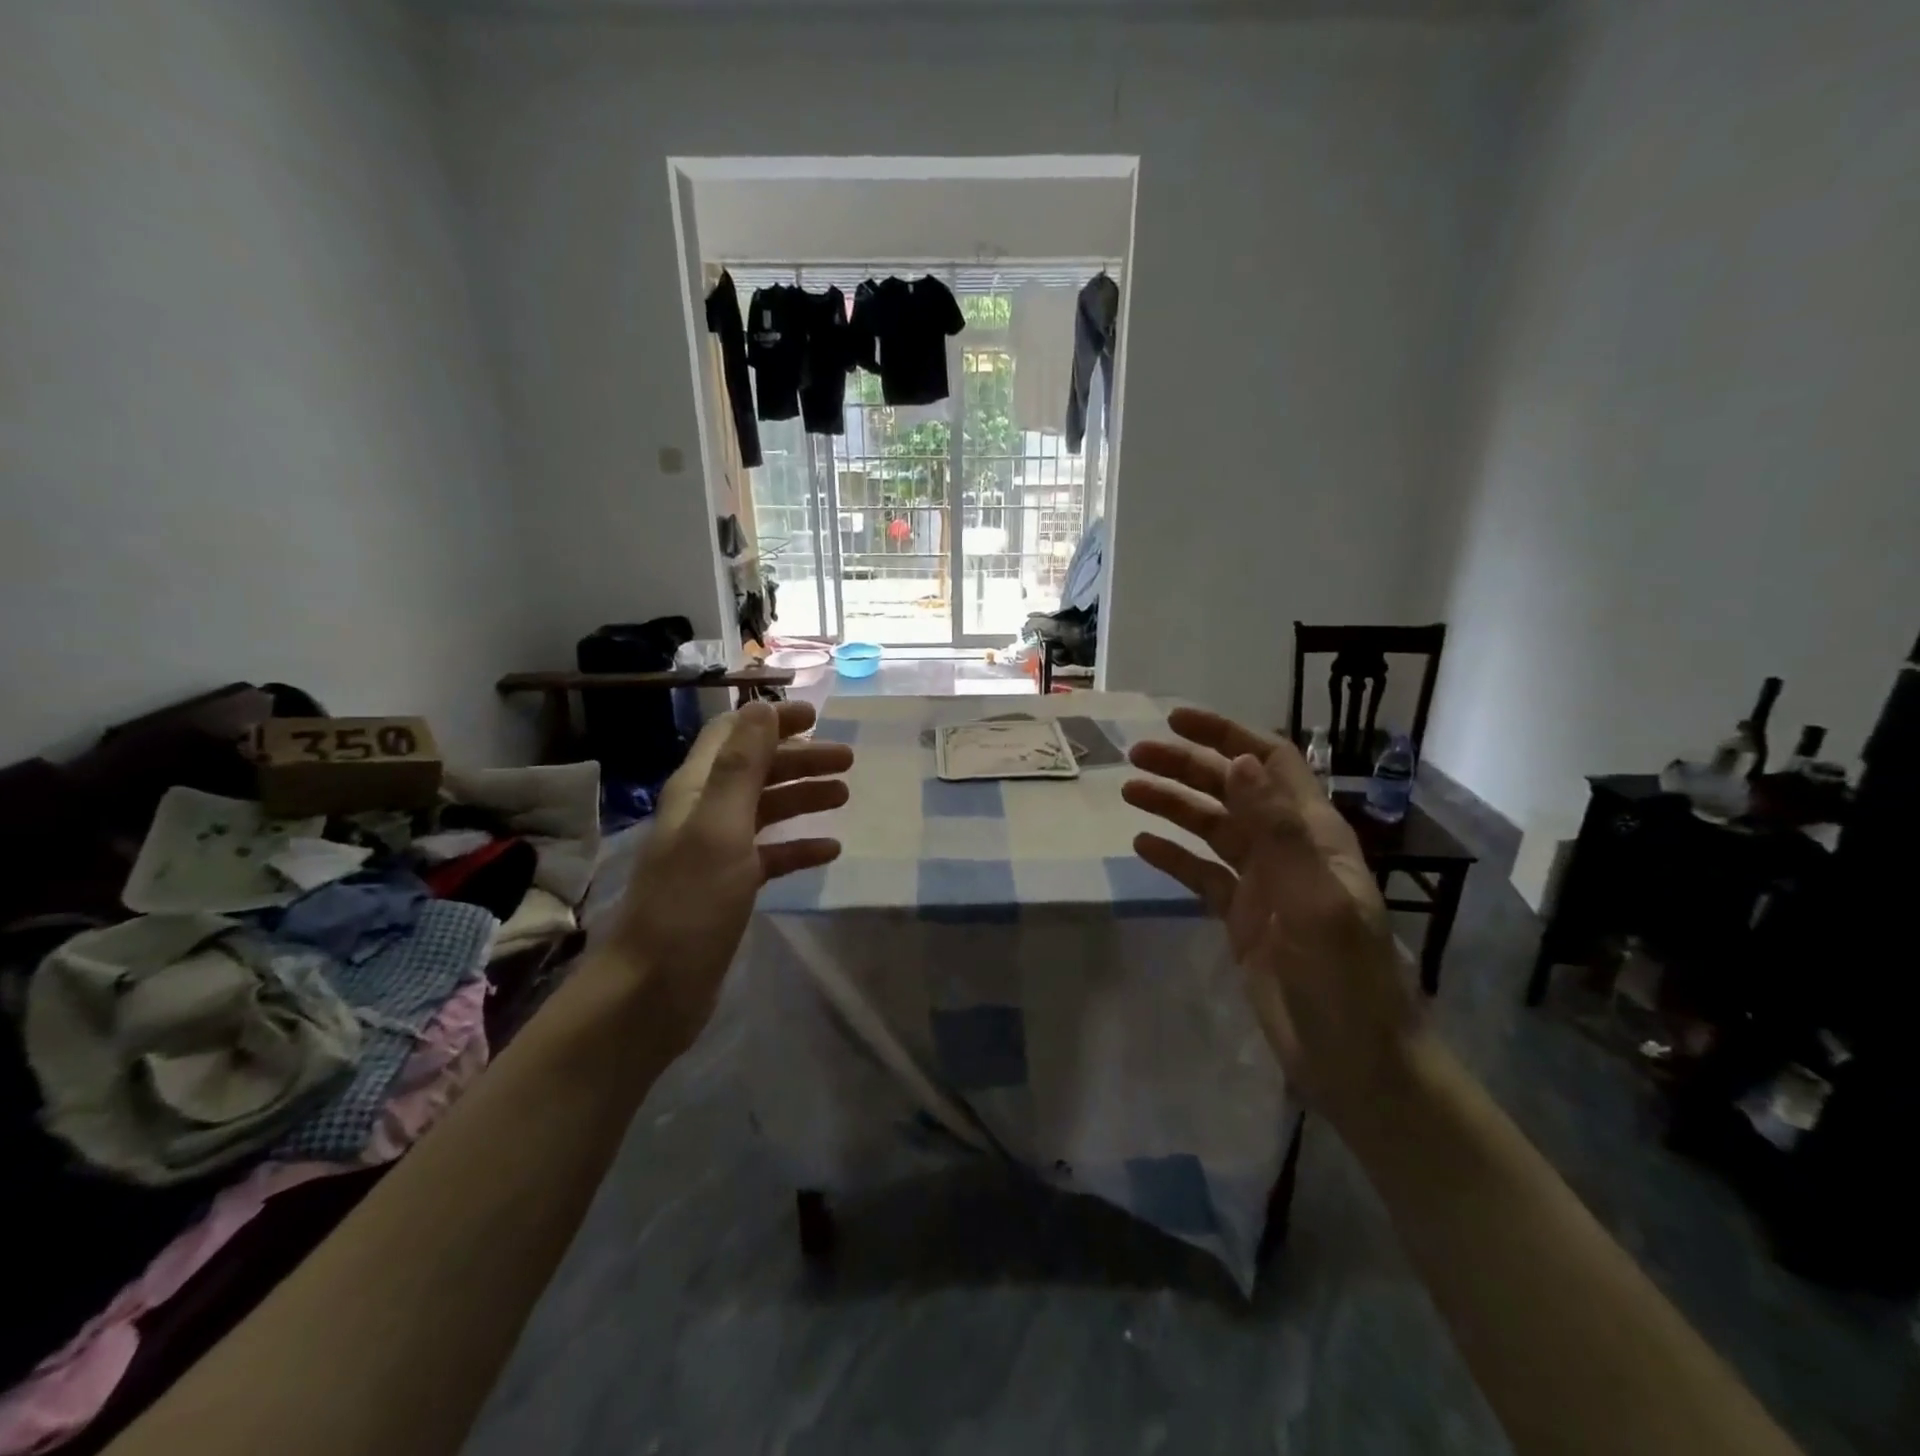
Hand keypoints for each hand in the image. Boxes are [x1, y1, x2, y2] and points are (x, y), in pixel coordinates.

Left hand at [610, 699, 851, 1033]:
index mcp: (697, 791)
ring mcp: (716, 852)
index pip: (733, 735)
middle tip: (848, 760)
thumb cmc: (689, 904)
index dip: (771, 721)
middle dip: (800, 759)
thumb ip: (742, 766)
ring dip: (803, 797)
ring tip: (844, 796)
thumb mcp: (720, 827)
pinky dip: (798, 846)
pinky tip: (829, 850)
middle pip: (756, 770)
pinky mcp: (728, 888)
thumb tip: (760, 706)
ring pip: (765, 810)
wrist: (653, 990)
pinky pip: (770, 854)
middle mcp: (704, 813)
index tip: (817, 716)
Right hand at [1122, 707, 1417, 1126]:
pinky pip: (1202, 875)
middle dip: (1186, 766)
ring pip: (1211, 829)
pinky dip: (1174, 857)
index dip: (1227, 735)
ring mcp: (1263, 884)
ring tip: (1129, 791)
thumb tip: (1239, 759)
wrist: (1356, 1061)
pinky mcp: (1243, 918)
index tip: (1177, 721)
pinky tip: (1142, 847)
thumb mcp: (1313, 899)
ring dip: (1173, 806)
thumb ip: (1277, 829)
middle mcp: (1287, 849)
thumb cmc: (1344, 979)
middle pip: (1231, 790)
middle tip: (1135, 755)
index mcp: (1312, 834)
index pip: (1270, 763)